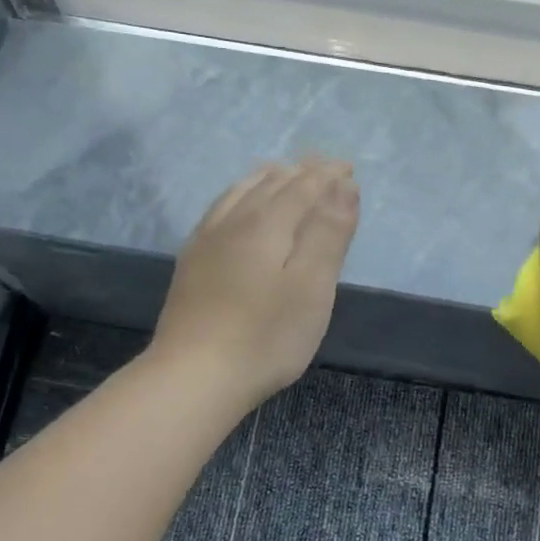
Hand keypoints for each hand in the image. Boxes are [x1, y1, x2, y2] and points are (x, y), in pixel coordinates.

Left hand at [149, 157, 360, 411]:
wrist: (194, 375)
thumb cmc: (266, 336)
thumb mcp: (312, 287)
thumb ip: (329, 233)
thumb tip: (344, 185)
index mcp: (267, 223)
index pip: (303, 186)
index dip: (328, 176)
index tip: (348, 168)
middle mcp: (233, 221)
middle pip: (271, 183)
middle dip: (301, 172)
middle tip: (323, 165)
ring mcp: (206, 241)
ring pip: (240, 193)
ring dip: (267, 178)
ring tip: (282, 172)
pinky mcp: (191, 263)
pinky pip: (219, 210)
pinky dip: (239, 195)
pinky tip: (237, 207)